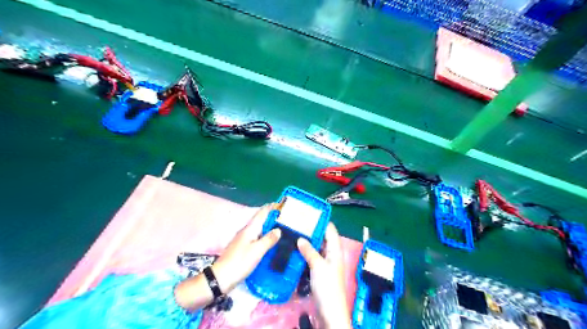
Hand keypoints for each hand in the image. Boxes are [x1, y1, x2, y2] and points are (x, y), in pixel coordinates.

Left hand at [175, 203, 280, 310]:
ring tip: (283, 229)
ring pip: (260, 229)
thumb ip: (268, 239)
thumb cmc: (239, 262)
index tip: (283, 204)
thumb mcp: (257, 251)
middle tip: (287, 218)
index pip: (262, 213)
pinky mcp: (243, 249)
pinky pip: (258, 238)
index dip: (271, 207)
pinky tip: (272, 243)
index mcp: (250, 229)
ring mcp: (244, 240)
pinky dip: (266, 237)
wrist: (220, 279)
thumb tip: (279, 230)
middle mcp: (246, 232)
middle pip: (261, 220)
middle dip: (273, 217)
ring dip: (270, 227)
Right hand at [300, 222, 349, 327]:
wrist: (330, 311)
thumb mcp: (318, 266)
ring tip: (294, 233)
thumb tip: (300, 238)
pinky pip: (313, 256)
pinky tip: (296, 249)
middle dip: (312, 230)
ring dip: (308, 241)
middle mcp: (331, 253)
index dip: (322, 220)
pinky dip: (306, 252)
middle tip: (297, 223)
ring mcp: (325, 262)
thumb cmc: (327, 286)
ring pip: (317, 247)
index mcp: (334, 249)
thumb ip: (309, 251)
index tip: (309, 213)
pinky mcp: (319, 271)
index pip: (330, 229)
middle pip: (323, 237)